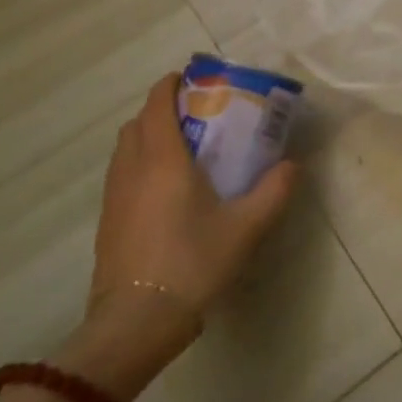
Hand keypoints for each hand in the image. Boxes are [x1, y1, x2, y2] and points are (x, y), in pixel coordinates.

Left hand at [88, 73, 297, 320]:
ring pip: (125, 148)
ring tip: (181, 149)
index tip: (192, 79)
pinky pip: (120, 174)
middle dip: (161, 110)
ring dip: (147, 136)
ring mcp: (114, 196)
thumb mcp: (246, 227)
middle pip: (137, 122)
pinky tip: (164, 190)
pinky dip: (139, 163)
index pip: (157, 103)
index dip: (170, 85)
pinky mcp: (108, 220)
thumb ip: (274, 191)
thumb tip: (294, 164)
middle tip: (195, 116)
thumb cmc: (193, 263)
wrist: (137, 321)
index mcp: (163, 159)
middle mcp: (132, 168)